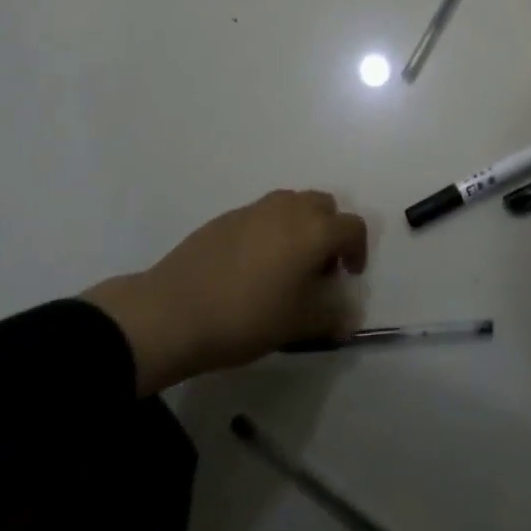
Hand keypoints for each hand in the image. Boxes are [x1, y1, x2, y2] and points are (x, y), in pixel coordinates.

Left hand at [82, 190, 368, 395]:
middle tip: (319, 268)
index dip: (358, 250)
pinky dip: (270, 230)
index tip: (348, 276)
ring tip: (287, 265)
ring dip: (300, 226)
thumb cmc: (246, 317)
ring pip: (292, 205)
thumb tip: (350, 318)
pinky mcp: (226, 217)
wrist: (172, 312)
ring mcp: (255, 209)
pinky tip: (252, 266)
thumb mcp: (297, 325)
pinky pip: (262, 215)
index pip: (353, 227)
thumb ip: (331, 317)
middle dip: (330, 231)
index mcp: (314, 230)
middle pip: (324, 206)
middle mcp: (289, 209)